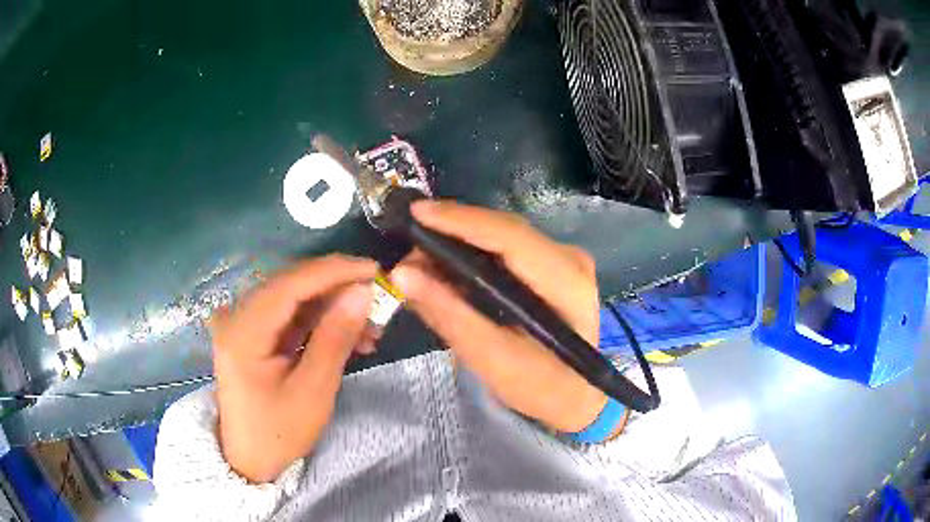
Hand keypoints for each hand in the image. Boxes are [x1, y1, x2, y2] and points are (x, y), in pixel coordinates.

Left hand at [209, 255, 376, 482]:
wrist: (249, 458)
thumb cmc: (279, 432)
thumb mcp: (313, 391)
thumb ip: (335, 337)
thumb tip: (362, 291)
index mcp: (243, 331)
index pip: (290, 284)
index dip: (333, 271)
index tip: (374, 269)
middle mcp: (237, 317)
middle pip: (291, 285)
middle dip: (337, 289)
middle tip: (377, 299)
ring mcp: (243, 323)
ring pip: (293, 298)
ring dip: (332, 307)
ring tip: (370, 328)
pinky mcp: (252, 333)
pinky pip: (289, 316)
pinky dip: (319, 322)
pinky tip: (348, 336)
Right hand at [391, 202, 606, 432]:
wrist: (572, 395)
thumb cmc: (540, 387)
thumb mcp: (491, 360)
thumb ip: (449, 315)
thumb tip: (403, 274)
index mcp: (567, 283)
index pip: (511, 237)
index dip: (462, 221)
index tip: (417, 214)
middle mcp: (570, 259)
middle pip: (504, 231)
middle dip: (452, 233)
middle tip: (408, 249)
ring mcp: (562, 259)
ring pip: (501, 236)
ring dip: (458, 243)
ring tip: (418, 261)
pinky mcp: (550, 265)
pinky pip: (504, 248)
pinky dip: (472, 255)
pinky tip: (445, 266)